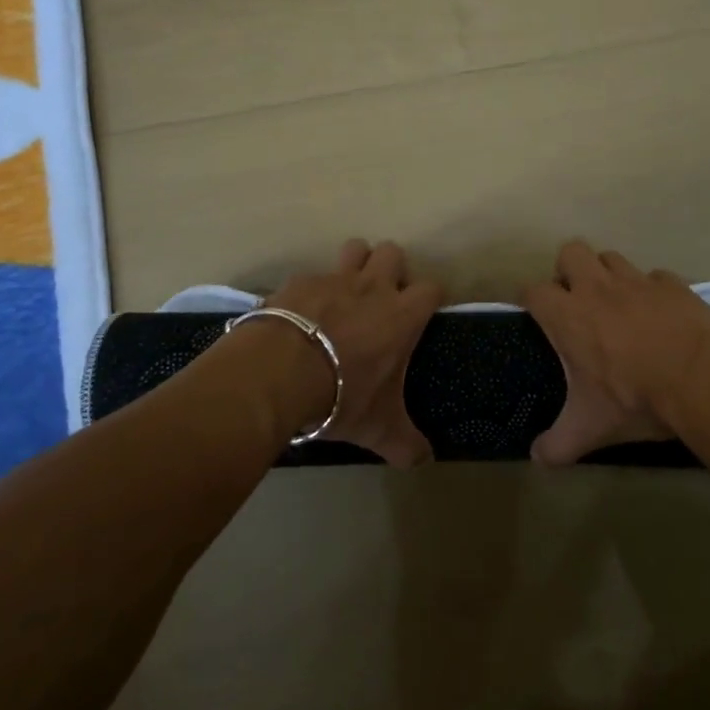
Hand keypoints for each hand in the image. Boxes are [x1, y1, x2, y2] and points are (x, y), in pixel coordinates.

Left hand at [261, 239, 443, 466]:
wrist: (278, 374)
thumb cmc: (341, 396)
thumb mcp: (378, 428)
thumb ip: (406, 443)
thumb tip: (424, 460)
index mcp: (402, 315)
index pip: (432, 288)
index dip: (430, 298)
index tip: (423, 314)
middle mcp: (372, 287)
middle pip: (392, 252)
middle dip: (390, 269)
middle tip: (381, 300)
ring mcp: (333, 280)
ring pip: (354, 248)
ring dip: (354, 264)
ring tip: (345, 294)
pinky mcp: (297, 282)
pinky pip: (309, 275)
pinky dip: (309, 291)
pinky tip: (300, 315)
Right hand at [521, 239, 709, 463]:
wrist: (703, 380)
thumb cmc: (635, 400)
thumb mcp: (591, 429)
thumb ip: (558, 444)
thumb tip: (537, 459)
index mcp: (569, 316)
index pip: (533, 291)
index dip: (531, 301)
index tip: (536, 316)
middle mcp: (598, 288)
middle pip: (570, 252)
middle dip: (569, 271)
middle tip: (577, 303)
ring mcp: (638, 282)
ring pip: (612, 258)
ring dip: (608, 276)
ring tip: (617, 305)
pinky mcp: (673, 285)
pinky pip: (655, 277)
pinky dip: (652, 291)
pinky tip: (660, 315)